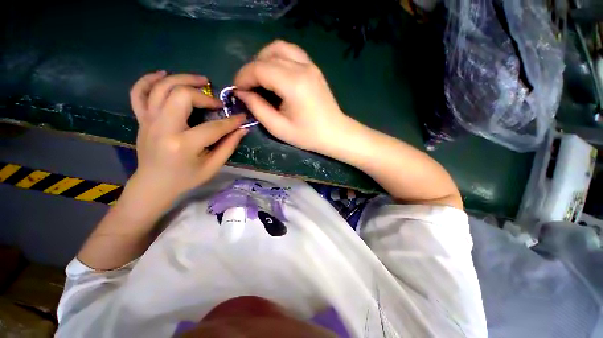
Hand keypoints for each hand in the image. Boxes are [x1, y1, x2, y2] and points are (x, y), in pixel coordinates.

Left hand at [126, 71, 247, 218]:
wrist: (154, 185)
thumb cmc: (186, 179)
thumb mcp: (212, 167)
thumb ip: (228, 146)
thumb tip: (242, 129)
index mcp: (183, 145)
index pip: (213, 127)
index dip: (231, 121)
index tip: (242, 117)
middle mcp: (163, 128)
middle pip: (181, 95)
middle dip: (204, 95)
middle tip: (216, 103)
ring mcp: (148, 121)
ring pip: (161, 88)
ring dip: (182, 79)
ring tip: (200, 81)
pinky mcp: (141, 119)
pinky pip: (138, 93)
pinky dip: (148, 80)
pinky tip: (163, 75)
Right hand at [234, 40, 350, 153]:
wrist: (335, 133)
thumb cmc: (308, 135)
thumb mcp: (279, 128)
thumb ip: (257, 108)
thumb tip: (242, 93)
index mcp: (293, 84)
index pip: (259, 68)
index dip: (243, 77)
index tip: (237, 91)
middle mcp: (302, 67)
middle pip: (267, 55)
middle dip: (251, 69)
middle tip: (248, 88)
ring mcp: (310, 65)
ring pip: (279, 47)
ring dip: (264, 59)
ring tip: (260, 79)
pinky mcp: (314, 68)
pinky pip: (291, 52)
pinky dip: (278, 58)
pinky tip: (276, 74)